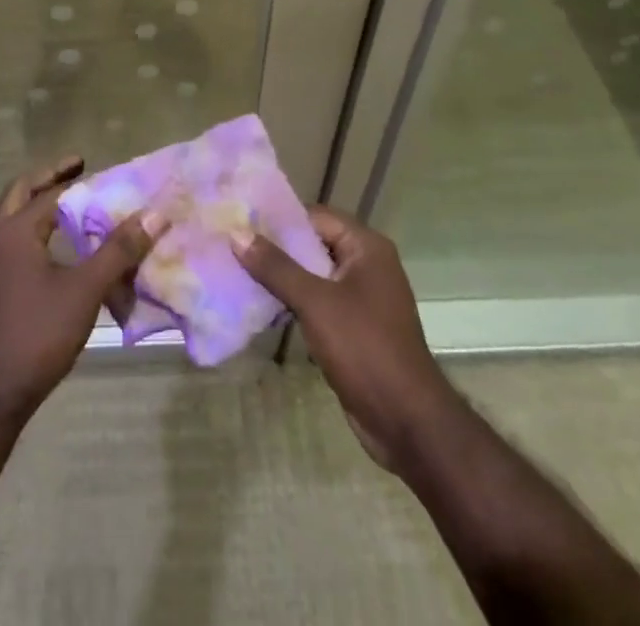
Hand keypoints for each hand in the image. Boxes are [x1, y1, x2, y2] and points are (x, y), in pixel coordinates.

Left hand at [0, 156, 165, 425]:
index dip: (78, 180)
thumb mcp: (85, 290)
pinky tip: (60, 250)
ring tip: (74, 206)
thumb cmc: (36, 334)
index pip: (50, 193)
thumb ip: (119, 250)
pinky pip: (14, 242)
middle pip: (21, 193)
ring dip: (41, 205)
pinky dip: (36, 231)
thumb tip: (155, 213)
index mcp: (14, 230)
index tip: (99, 167)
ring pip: (14, 218)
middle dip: (49, 179)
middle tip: (78, 169)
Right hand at [234, 205, 450, 472]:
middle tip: (232, 243)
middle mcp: (366, 265)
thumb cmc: (365, 348)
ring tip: (237, 270)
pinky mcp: (354, 326)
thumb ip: (276, 267)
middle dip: (275, 247)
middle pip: (312, 243)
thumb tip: (237, 233)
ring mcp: (361, 297)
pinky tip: (260, 304)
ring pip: (312, 274)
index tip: (240, 219)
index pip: (315, 216)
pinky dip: (292, 300)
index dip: (278, 217)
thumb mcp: (316, 302)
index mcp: (366, 247)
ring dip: (281, 275)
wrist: (407, 422)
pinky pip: (317, 301)